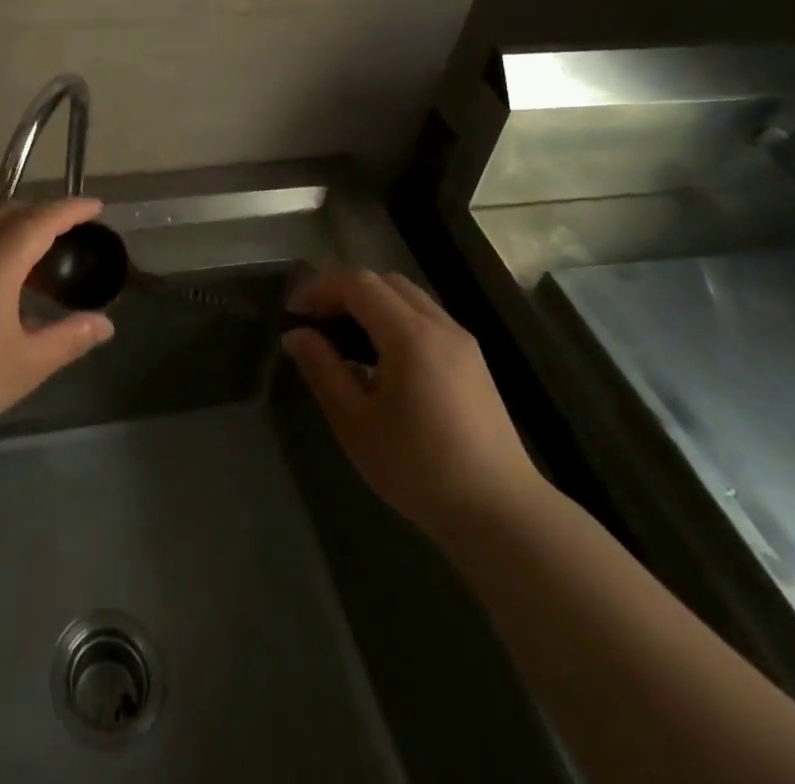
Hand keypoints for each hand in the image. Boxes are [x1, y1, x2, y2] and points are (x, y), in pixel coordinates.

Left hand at [0, 198, 114, 450]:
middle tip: (73, 228)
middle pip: (10, 213)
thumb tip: (105, 324)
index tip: (96, 206)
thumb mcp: (27, 365)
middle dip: (44, 212)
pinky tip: (5, 286)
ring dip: (18, 230)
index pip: (41, 221)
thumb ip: (69, 338)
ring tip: (43, 260)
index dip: (71, 209)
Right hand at [284, 270, 548, 543]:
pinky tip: (380, 357)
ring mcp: (461, 340)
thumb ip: (322, 369)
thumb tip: (296, 335)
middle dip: (343, 291)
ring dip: (370, 303)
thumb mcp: (355, 423)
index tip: (293, 313)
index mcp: (410, 335)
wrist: (500, 513)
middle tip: (315, 322)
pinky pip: (425, 317)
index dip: (320, 288)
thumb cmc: (419, 468)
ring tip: (343, 339)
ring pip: (407, 297)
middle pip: (384, 281)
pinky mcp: (472, 359)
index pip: (357, 283)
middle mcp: (439, 324)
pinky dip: (394, 318)